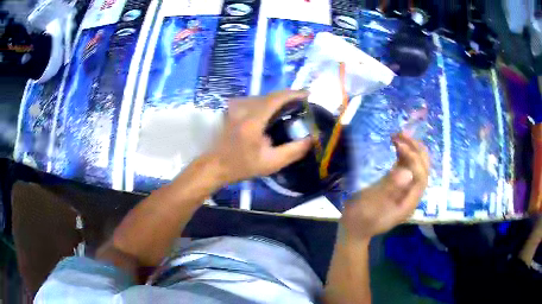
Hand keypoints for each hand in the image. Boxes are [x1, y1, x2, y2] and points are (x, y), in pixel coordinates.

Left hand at [209, 90, 311, 184]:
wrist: (215, 164)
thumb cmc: (242, 165)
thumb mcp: (271, 163)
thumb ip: (293, 151)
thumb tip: (311, 139)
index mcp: (252, 120)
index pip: (276, 98)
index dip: (294, 94)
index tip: (308, 94)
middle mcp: (243, 108)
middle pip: (271, 95)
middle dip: (288, 97)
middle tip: (302, 105)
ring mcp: (235, 106)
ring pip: (263, 96)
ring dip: (278, 100)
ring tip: (291, 108)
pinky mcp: (232, 107)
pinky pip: (255, 100)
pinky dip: (267, 103)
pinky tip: (273, 112)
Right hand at [341, 132, 429, 239]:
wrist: (354, 228)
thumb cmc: (360, 219)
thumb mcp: (371, 205)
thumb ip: (388, 189)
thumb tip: (407, 172)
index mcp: (408, 203)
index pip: (421, 178)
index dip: (414, 160)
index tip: (399, 146)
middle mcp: (411, 195)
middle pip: (423, 170)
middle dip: (416, 150)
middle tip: (402, 134)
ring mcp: (405, 190)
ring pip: (416, 166)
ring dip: (410, 149)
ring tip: (398, 135)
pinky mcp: (398, 186)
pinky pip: (406, 167)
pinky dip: (403, 154)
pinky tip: (396, 145)